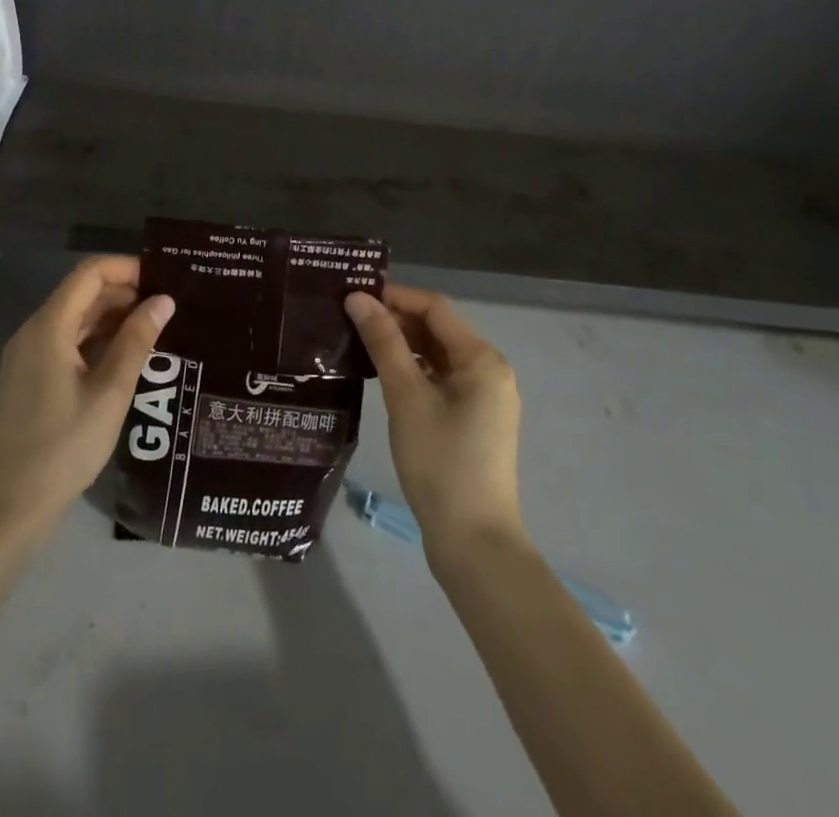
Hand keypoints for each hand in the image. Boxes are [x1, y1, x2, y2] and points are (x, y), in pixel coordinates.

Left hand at [0, 257, 174, 543]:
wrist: (13, 505)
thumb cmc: (65, 445)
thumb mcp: (111, 391)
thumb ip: (137, 340)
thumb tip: (164, 300)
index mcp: (48, 326)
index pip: (89, 273)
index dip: (126, 268)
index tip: (163, 279)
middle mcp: (34, 331)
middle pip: (82, 293)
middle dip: (124, 293)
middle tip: (167, 308)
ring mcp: (28, 355)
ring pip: (75, 318)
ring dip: (113, 317)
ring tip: (155, 330)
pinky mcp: (30, 377)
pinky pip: (67, 341)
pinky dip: (97, 339)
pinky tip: (126, 355)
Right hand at [346, 286, 524, 558]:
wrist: (473, 542)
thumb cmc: (440, 462)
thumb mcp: (406, 397)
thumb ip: (383, 342)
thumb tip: (358, 298)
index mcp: (481, 358)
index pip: (434, 308)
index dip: (394, 296)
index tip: (353, 296)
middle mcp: (489, 370)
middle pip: (437, 329)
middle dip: (396, 320)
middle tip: (349, 318)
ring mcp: (484, 397)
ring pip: (437, 355)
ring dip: (402, 345)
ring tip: (358, 342)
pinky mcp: (474, 419)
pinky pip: (441, 378)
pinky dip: (413, 370)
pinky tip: (382, 375)